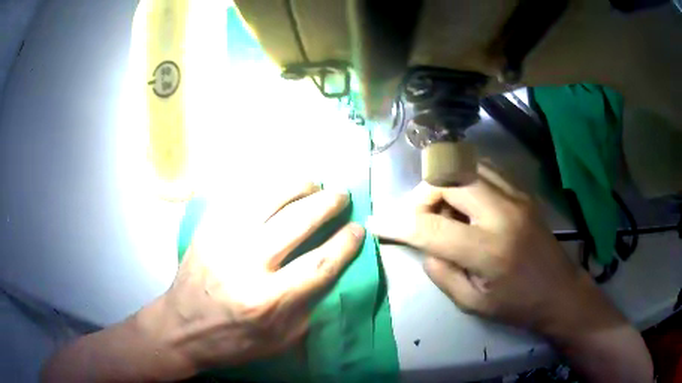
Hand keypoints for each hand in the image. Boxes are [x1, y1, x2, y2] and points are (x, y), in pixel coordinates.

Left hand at [138, 183, 363, 378]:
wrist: (180, 328)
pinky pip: (240, 195)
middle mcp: (246, 264)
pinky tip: (278, 184)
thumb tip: (330, 270)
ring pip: (268, 198)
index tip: (358, 229)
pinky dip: (264, 185)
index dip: (345, 243)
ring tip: (313, 183)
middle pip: (297, 222)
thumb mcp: (279, 339)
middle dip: (327, 205)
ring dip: (297, 185)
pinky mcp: (206, 228)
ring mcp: (222, 240)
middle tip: (341, 197)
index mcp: (268, 300)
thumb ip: (308, 305)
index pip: (320, 264)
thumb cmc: (233, 341)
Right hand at [367, 164, 602, 330]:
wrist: (560, 291)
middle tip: (419, 216)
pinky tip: (466, 203)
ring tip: (444, 210)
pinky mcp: (522, 191)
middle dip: (423, 193)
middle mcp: (503, 213)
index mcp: (489, 250)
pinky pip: (484, 170)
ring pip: (466, 165)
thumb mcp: (472, 303)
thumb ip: (442, 272)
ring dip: (444, 183)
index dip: (397, 224)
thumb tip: (424, 244)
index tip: (377, 223)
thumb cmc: (517, 305)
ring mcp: (516, 196)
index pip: (430, 227)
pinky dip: (464, 180)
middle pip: (449, 178)